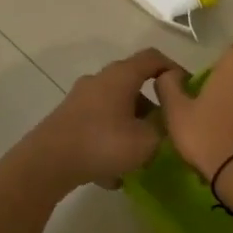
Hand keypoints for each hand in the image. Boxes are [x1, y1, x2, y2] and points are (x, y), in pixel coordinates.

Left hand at [25, 48, 185, 191]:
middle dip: (152, 107)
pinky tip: (112, 175)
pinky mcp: (66, 121)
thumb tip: (164, 124)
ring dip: (131, 128)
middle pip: (133, 85)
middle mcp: (99, 81)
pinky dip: (110, 143)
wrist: (46, 164)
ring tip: (141, 157)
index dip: (174, 70)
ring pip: (115, 109)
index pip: (153, 58)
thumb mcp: (147, 141)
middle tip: (166, 128)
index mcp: (121, 76)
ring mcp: (79, 100)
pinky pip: (98, 127)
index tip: (186, 91)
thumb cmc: (103, 144)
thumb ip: (163, 129)